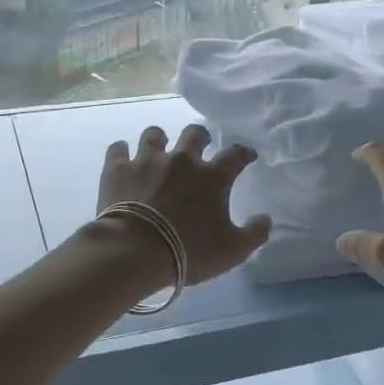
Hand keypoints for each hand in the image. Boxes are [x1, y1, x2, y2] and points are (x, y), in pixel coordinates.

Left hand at [96, 125, 272, 285]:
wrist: (136, 250)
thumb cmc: (189, 251)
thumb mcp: (233, 250)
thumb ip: (254, 234)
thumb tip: (266, 219)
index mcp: (212, 176)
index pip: (235, 155)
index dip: (243, 153)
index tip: (247, 156)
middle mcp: (182, 160)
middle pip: (195, 133)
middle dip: (201, 136)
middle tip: (201, 145)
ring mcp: (147, 160)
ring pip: (155, 134)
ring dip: (160, 140)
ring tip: (159, 149)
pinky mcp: (118, 168)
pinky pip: (118, 148)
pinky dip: (122, 152)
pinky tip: (123, 159)